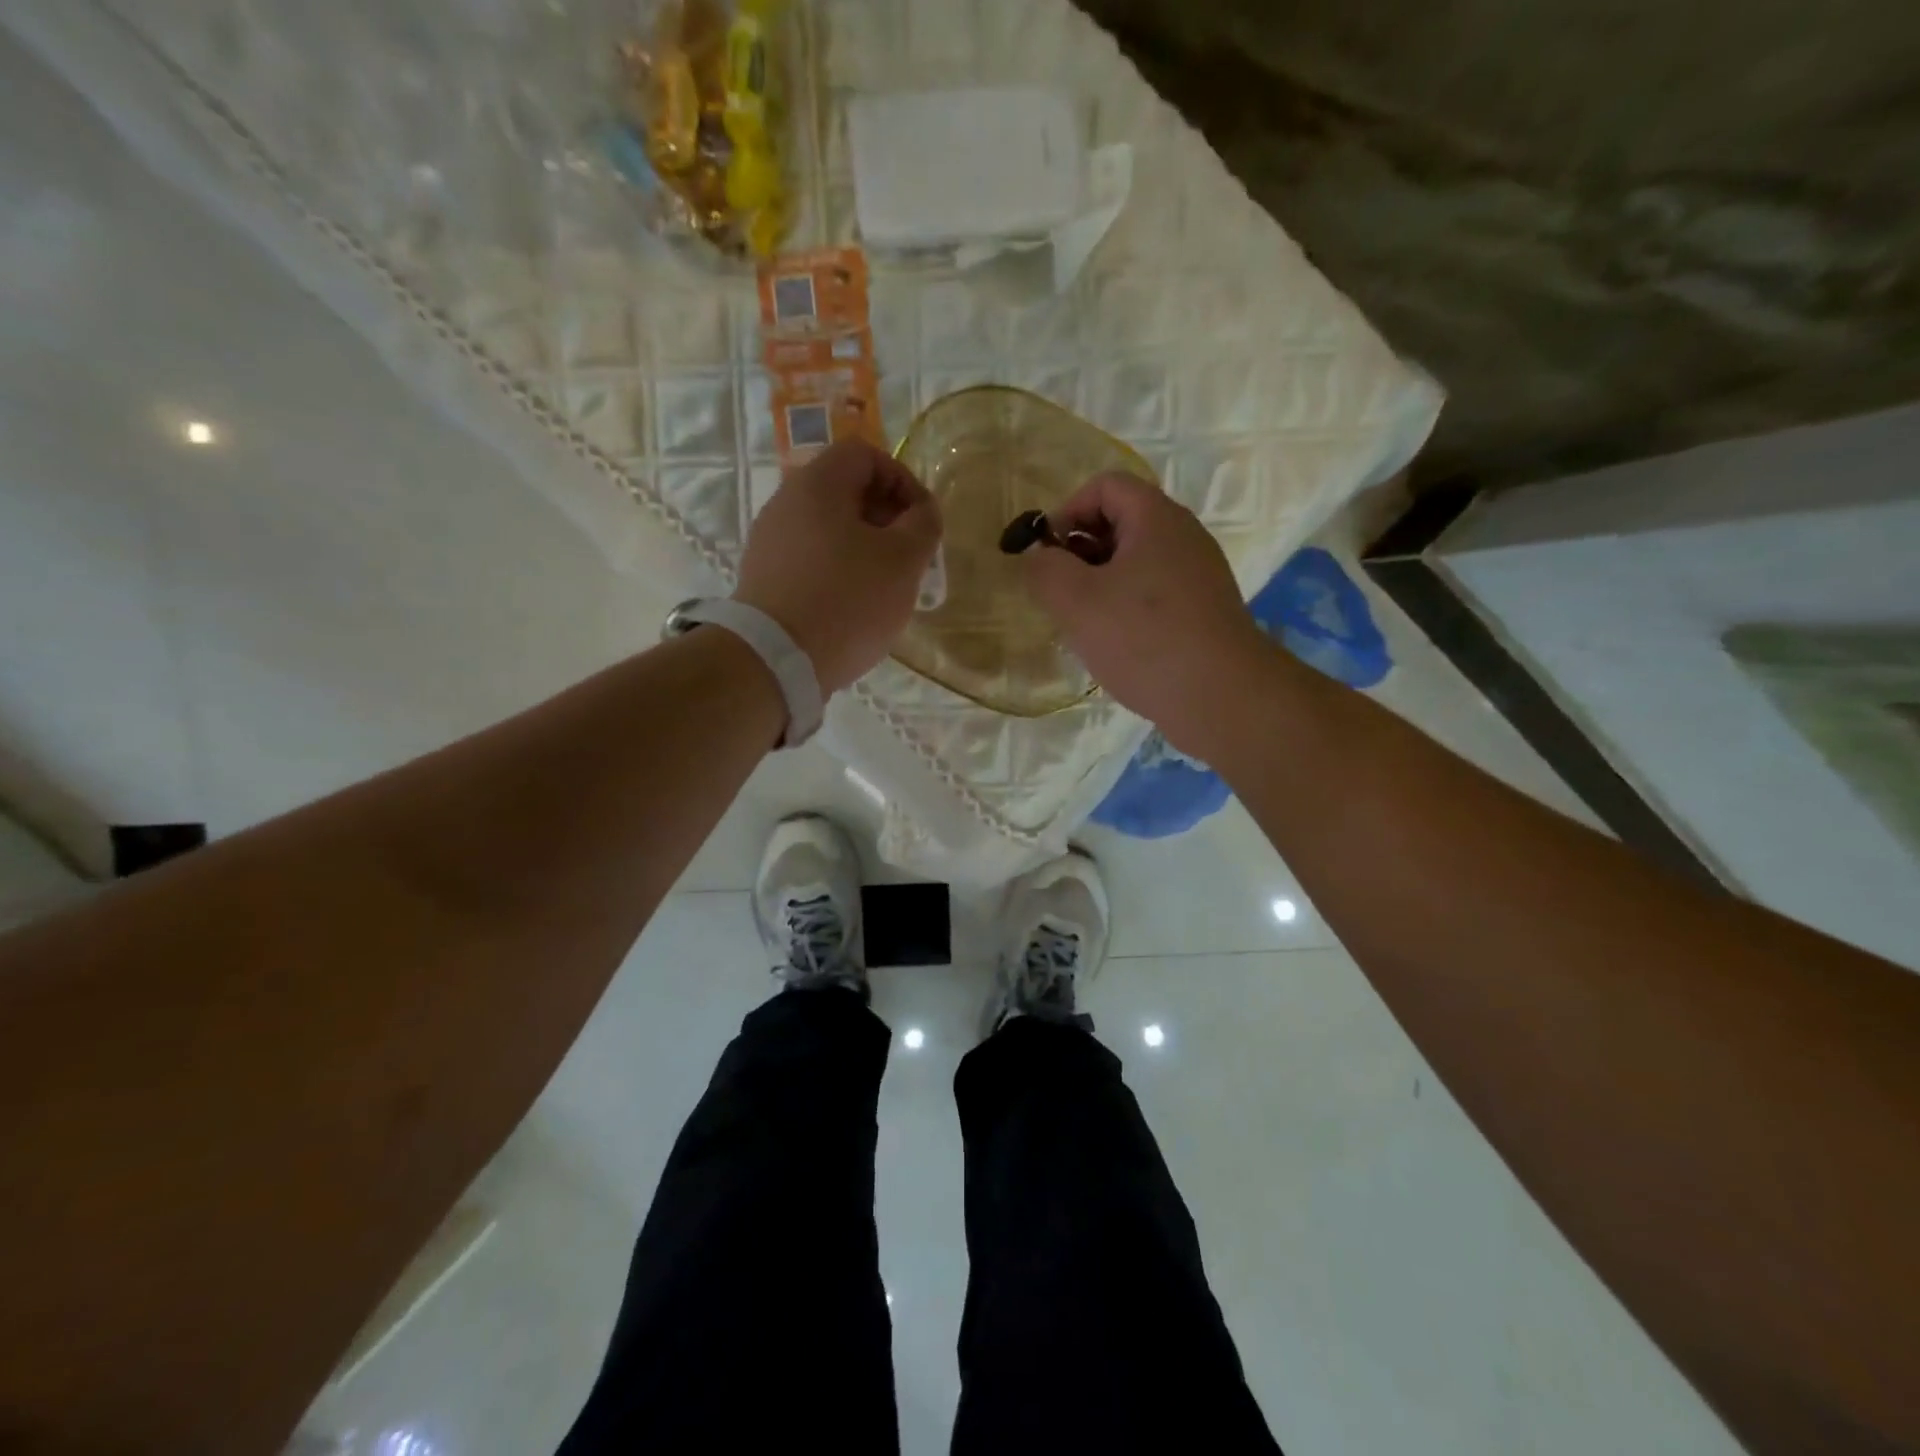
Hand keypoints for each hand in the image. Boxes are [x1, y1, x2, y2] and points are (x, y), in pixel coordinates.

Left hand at [733, 440, 941, 695]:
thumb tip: (922, 512)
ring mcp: (769, 542)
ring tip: (885, 585)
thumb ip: (923, 524)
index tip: (922, 520)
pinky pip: (810, 560)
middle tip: (909, 554)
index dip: (903, 479)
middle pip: (844, 491)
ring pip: (828, 529)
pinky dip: (838, 571)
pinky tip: (853, 607)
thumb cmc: (847, 600)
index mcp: (818, 484)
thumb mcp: (903, 560)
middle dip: (886, 517)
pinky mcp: (763, 579)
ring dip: (864, 548)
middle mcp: (786, 503)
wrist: (775, 660)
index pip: (865, 455)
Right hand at [1024, 473, 1268, 756]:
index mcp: (1156, 518)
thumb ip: (1044, 570)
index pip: (1105, 486)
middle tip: (1060, 593)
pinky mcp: (1203, 611)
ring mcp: (1198, 575)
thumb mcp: (1076, 601)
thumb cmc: (1144, 638)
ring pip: (1136, 562)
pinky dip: (1126, 608)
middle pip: (1121, 522)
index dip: (1067, 511)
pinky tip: (1114, 645)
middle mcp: (1184, 536)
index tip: (1047, 555)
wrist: (1222, 697)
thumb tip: (1039, 558)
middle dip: (1080, 551)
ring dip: (1100, 584)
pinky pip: (1154, 594)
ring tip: (1082, 624)